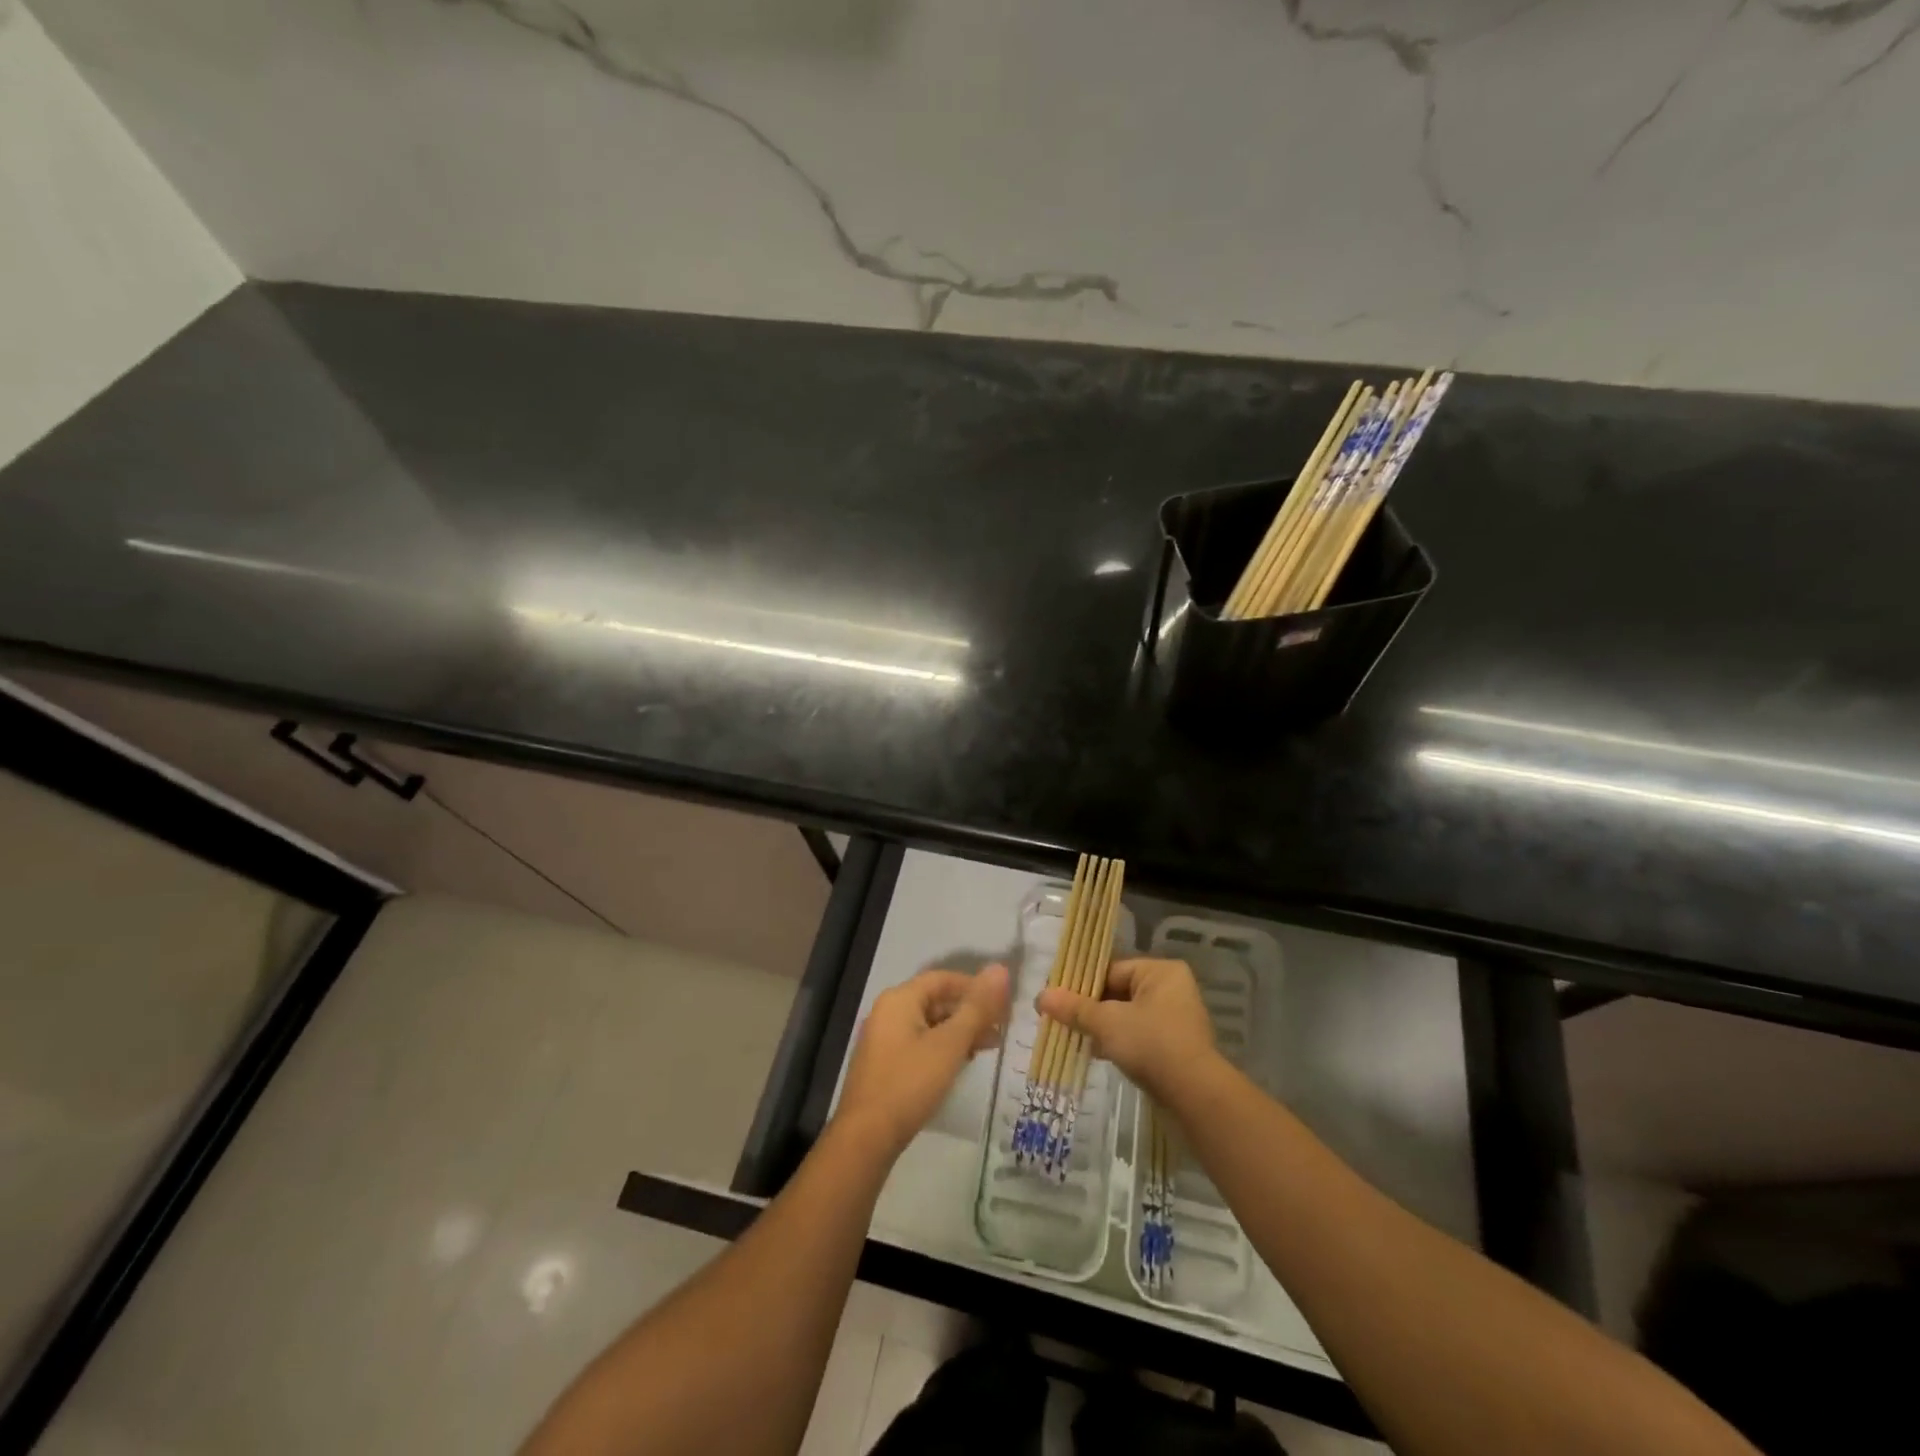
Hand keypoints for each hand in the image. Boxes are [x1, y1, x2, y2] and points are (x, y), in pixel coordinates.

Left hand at [835, 964, 1009, 1158]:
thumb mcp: (950, 1044)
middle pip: (935, 1000)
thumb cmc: (910, 1083)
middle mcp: (887, 1012)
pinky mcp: (884, 1065)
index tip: (1002, 1003)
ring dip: (959, 1032)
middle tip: (1000, 1029)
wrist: (865, 1138)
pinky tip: (960, 1064)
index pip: (943, 979)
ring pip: (929, 1024)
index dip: (974, 986)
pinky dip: (942, 1048)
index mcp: (899, 999)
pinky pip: (919, 1044)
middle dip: (969, 1012)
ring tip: (988, 1047)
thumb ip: (977, 1008)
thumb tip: (1001, 970)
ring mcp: (883, 1039)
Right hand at [1036, 957, 1217, 1102]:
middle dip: (1089, 1007)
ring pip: (1127, 1016)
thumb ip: (1074, 1008)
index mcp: (1160, 971)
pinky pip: (1138, 1035)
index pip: (1111, 969)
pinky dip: (1117, 1042)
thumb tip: (1039, 996)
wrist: (1195, 1096)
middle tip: (1059, 1017)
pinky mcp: (1174, 1047)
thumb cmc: (1151, 1044)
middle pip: (1118, 992)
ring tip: (1071, 1035)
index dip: (1080, 983)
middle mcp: (1171, 989)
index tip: (1056, 997)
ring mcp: (1176, 1019)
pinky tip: (1094, 1053)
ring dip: (1101, 1027)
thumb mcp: (1107, 1022)